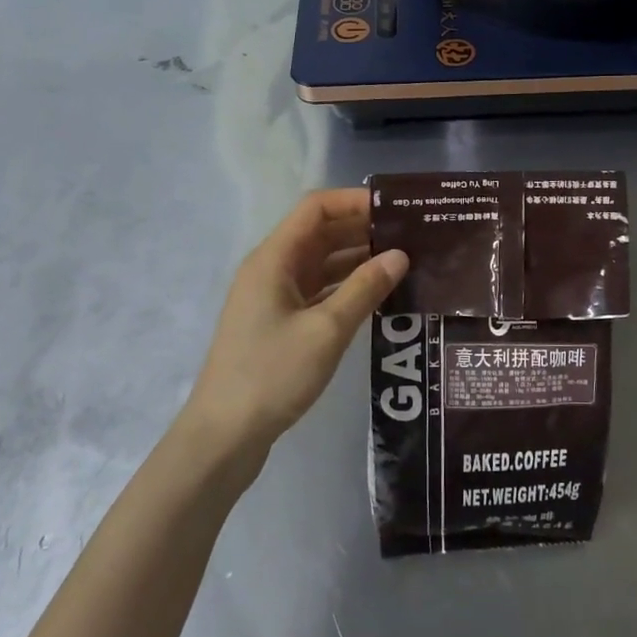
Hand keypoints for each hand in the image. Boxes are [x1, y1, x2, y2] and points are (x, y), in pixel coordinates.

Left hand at [182, 188, 407, 462]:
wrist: (224, 435)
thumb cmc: (272, 374)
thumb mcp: (326, 330)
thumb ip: (364, 289)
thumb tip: (400, 256)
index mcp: (274, 259)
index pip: (316, 208)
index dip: (355, 201)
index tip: (397, 209)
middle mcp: (272, 269)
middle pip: (320, 233)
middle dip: (363, 229)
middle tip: (412, 235)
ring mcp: (274, 297)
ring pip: (322, 263)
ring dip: (358, 259)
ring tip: (405, 261)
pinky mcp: (280, 323)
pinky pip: (319, 290)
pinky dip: (347, 287)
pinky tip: (380, 295)